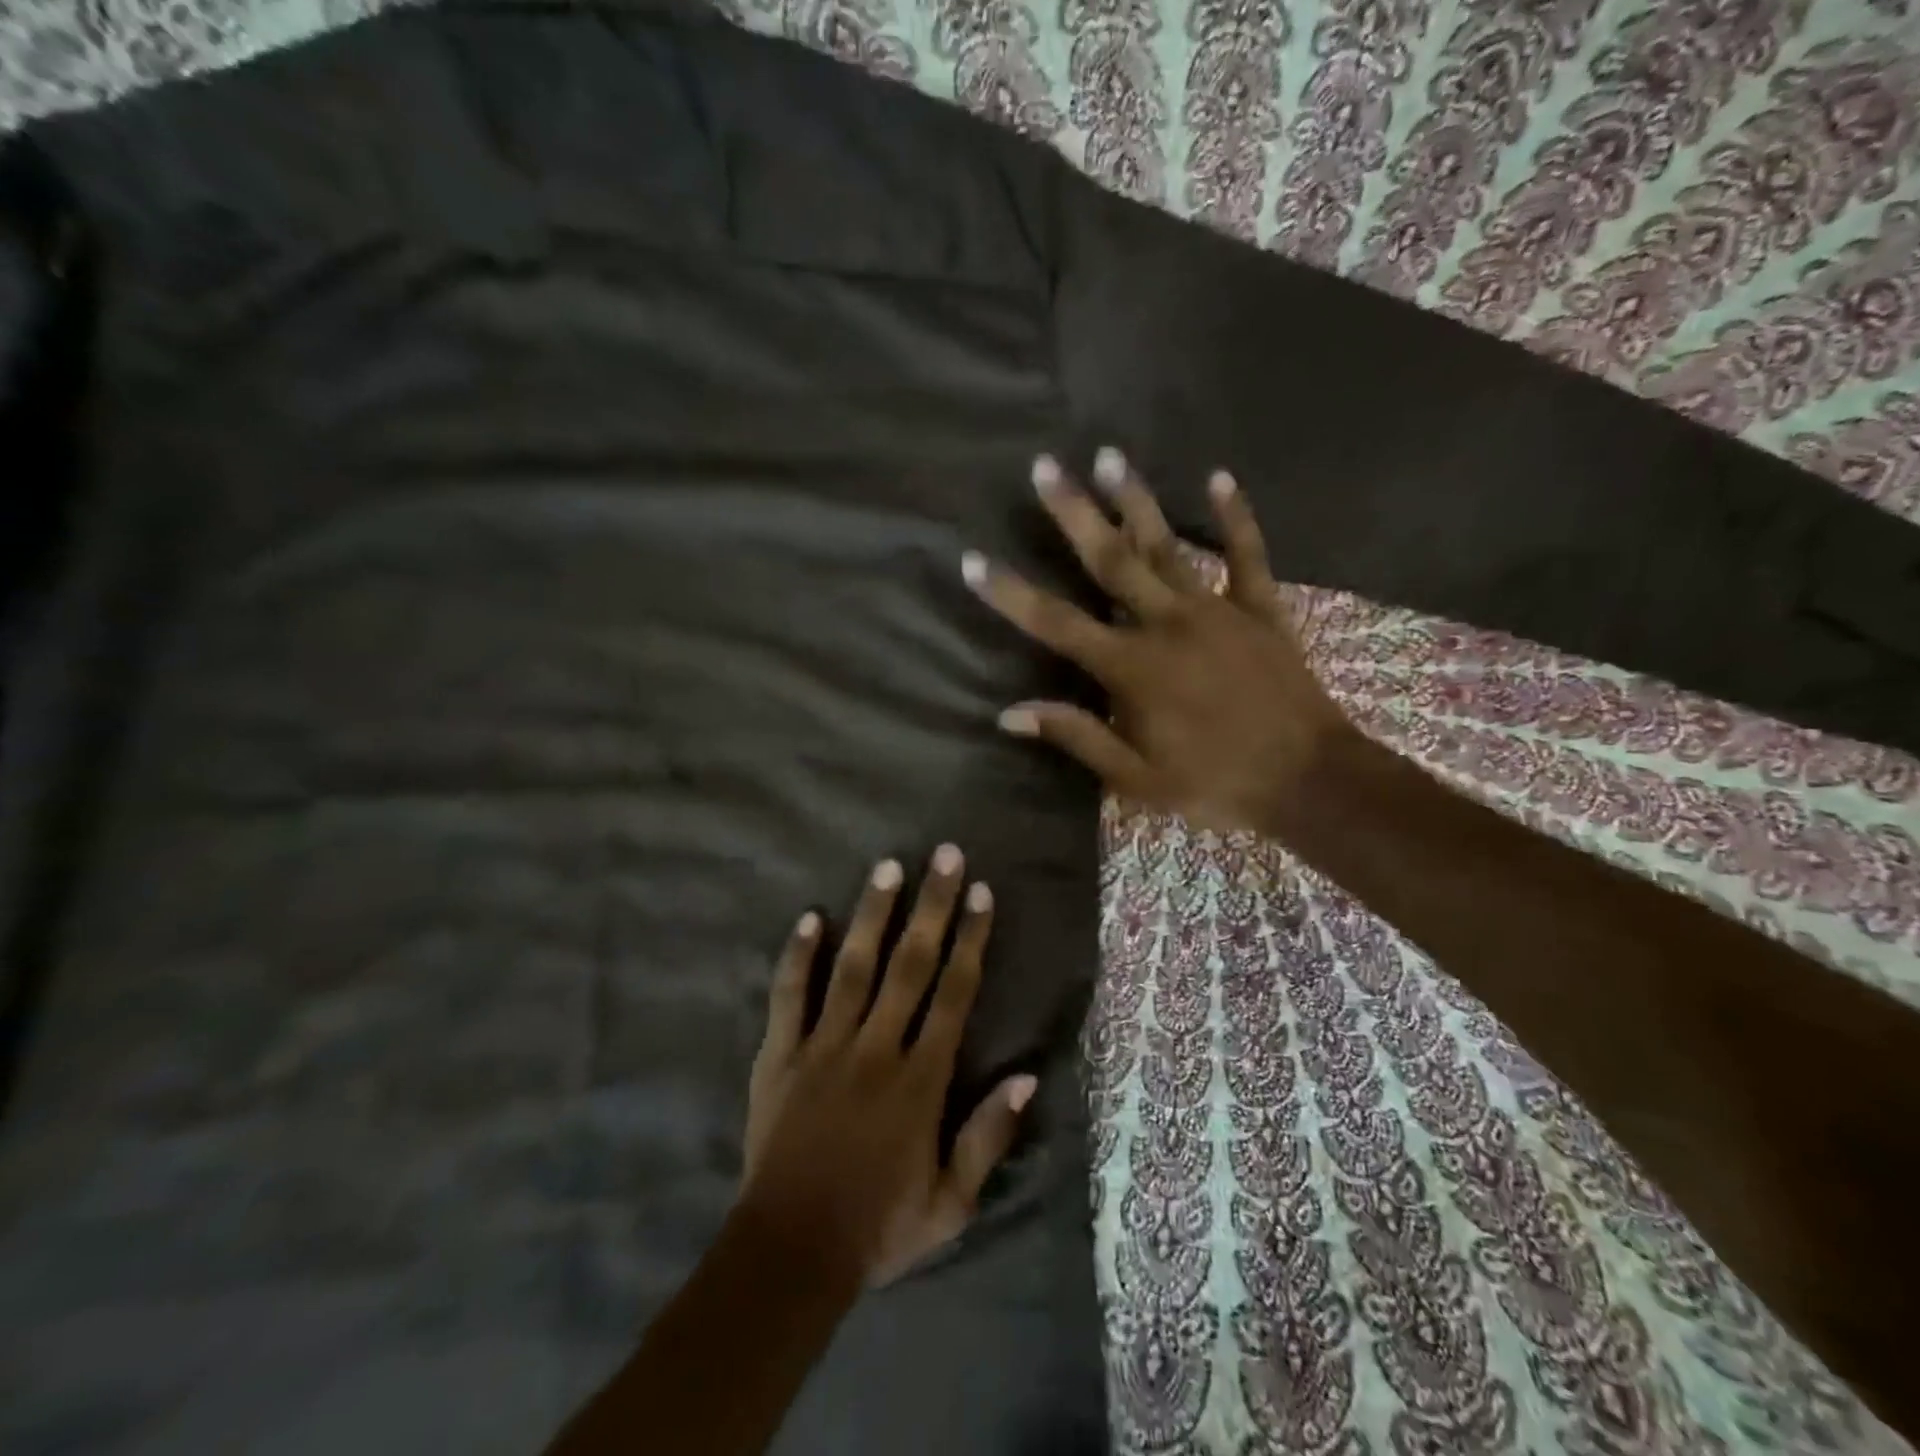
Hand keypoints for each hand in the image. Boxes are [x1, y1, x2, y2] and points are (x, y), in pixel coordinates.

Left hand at [741, 846, 1037, 1289]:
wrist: (790, 1254)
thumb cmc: (878, 1228)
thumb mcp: (951, 1204)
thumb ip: (988, 1138)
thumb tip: (1026, 1076)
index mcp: (920, 1079)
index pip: (953, 993)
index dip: (970, 939)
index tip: (980, 893)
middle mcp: (876, 1049)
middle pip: (910, 964)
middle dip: (931, 906)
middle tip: (944, 854)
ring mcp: (823, 1047)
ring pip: (853, 967)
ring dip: (873, 915)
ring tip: (888, 867)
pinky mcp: (779, 1056)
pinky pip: (788, 997)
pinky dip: (797, 957)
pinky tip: (809, 916)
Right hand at [962, 448, 1353, 835]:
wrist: (1308, 781)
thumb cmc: (1214, 784)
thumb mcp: (1135, 779)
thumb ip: (1075, 736)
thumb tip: (1008, 714)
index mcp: (1130, 668)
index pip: (1056, 623)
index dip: (1010, 594)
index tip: (974, 560)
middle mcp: (1166, 625)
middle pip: (1110, 561)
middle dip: (1074, 513)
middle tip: (1045, 466)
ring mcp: (1216, 610)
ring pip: (1168, 546)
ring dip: (1136, 500)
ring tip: (1109, 455)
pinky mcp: (1260, 610)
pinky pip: (1247, 554)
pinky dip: (1235, 516)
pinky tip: (1218, 476)